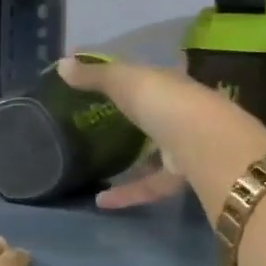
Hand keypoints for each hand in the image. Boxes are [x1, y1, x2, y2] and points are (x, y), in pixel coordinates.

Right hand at [58, 55, 265, 218]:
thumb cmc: (162, 101)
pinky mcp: (182, 175)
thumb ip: (93, 75)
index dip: (123, 75)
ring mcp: (184, 144)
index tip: (100, 80)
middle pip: (153, 112)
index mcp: (167, 82)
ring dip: (128, 161)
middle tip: (100, 121)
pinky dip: (128, 192)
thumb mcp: (123, 80)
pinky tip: (101, 200)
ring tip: (95, 166)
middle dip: (133, 116)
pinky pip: (150, 183)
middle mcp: (179, 110)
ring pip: (154, 151)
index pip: (146, 75)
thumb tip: (61, 64)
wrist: (204, 143)